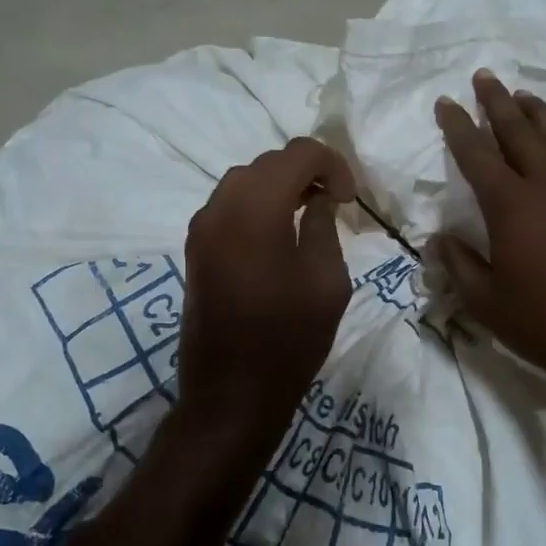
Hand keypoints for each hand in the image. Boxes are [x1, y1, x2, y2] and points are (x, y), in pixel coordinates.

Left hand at [176, 137, 355, 446]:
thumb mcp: (327, 281)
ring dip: (279, 185)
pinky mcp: (195, 248)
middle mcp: (220, 207)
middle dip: (305, 171)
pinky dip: (256, 204)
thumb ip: (323, 226)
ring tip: (308, 212)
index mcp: (255, 209)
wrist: (231, 392)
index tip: (350, 197)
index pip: (297, 153)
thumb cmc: (289, 339)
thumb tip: (318, 199)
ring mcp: (200, 228)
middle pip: (267, 162)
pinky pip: (227, 206)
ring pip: (243, 181)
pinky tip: (278, 231)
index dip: (332, 164)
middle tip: (335, 200)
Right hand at [431, 71, 545, 409]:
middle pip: (519, 133)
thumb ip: (459, 265)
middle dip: (498, 103)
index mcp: (511, 206)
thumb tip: (438, 240)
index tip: (446, 102)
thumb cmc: (544, 323)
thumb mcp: (486, 302)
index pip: (476, 155)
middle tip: (485, 77)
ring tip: (525, 95)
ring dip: (540, 114)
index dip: (457, 127)